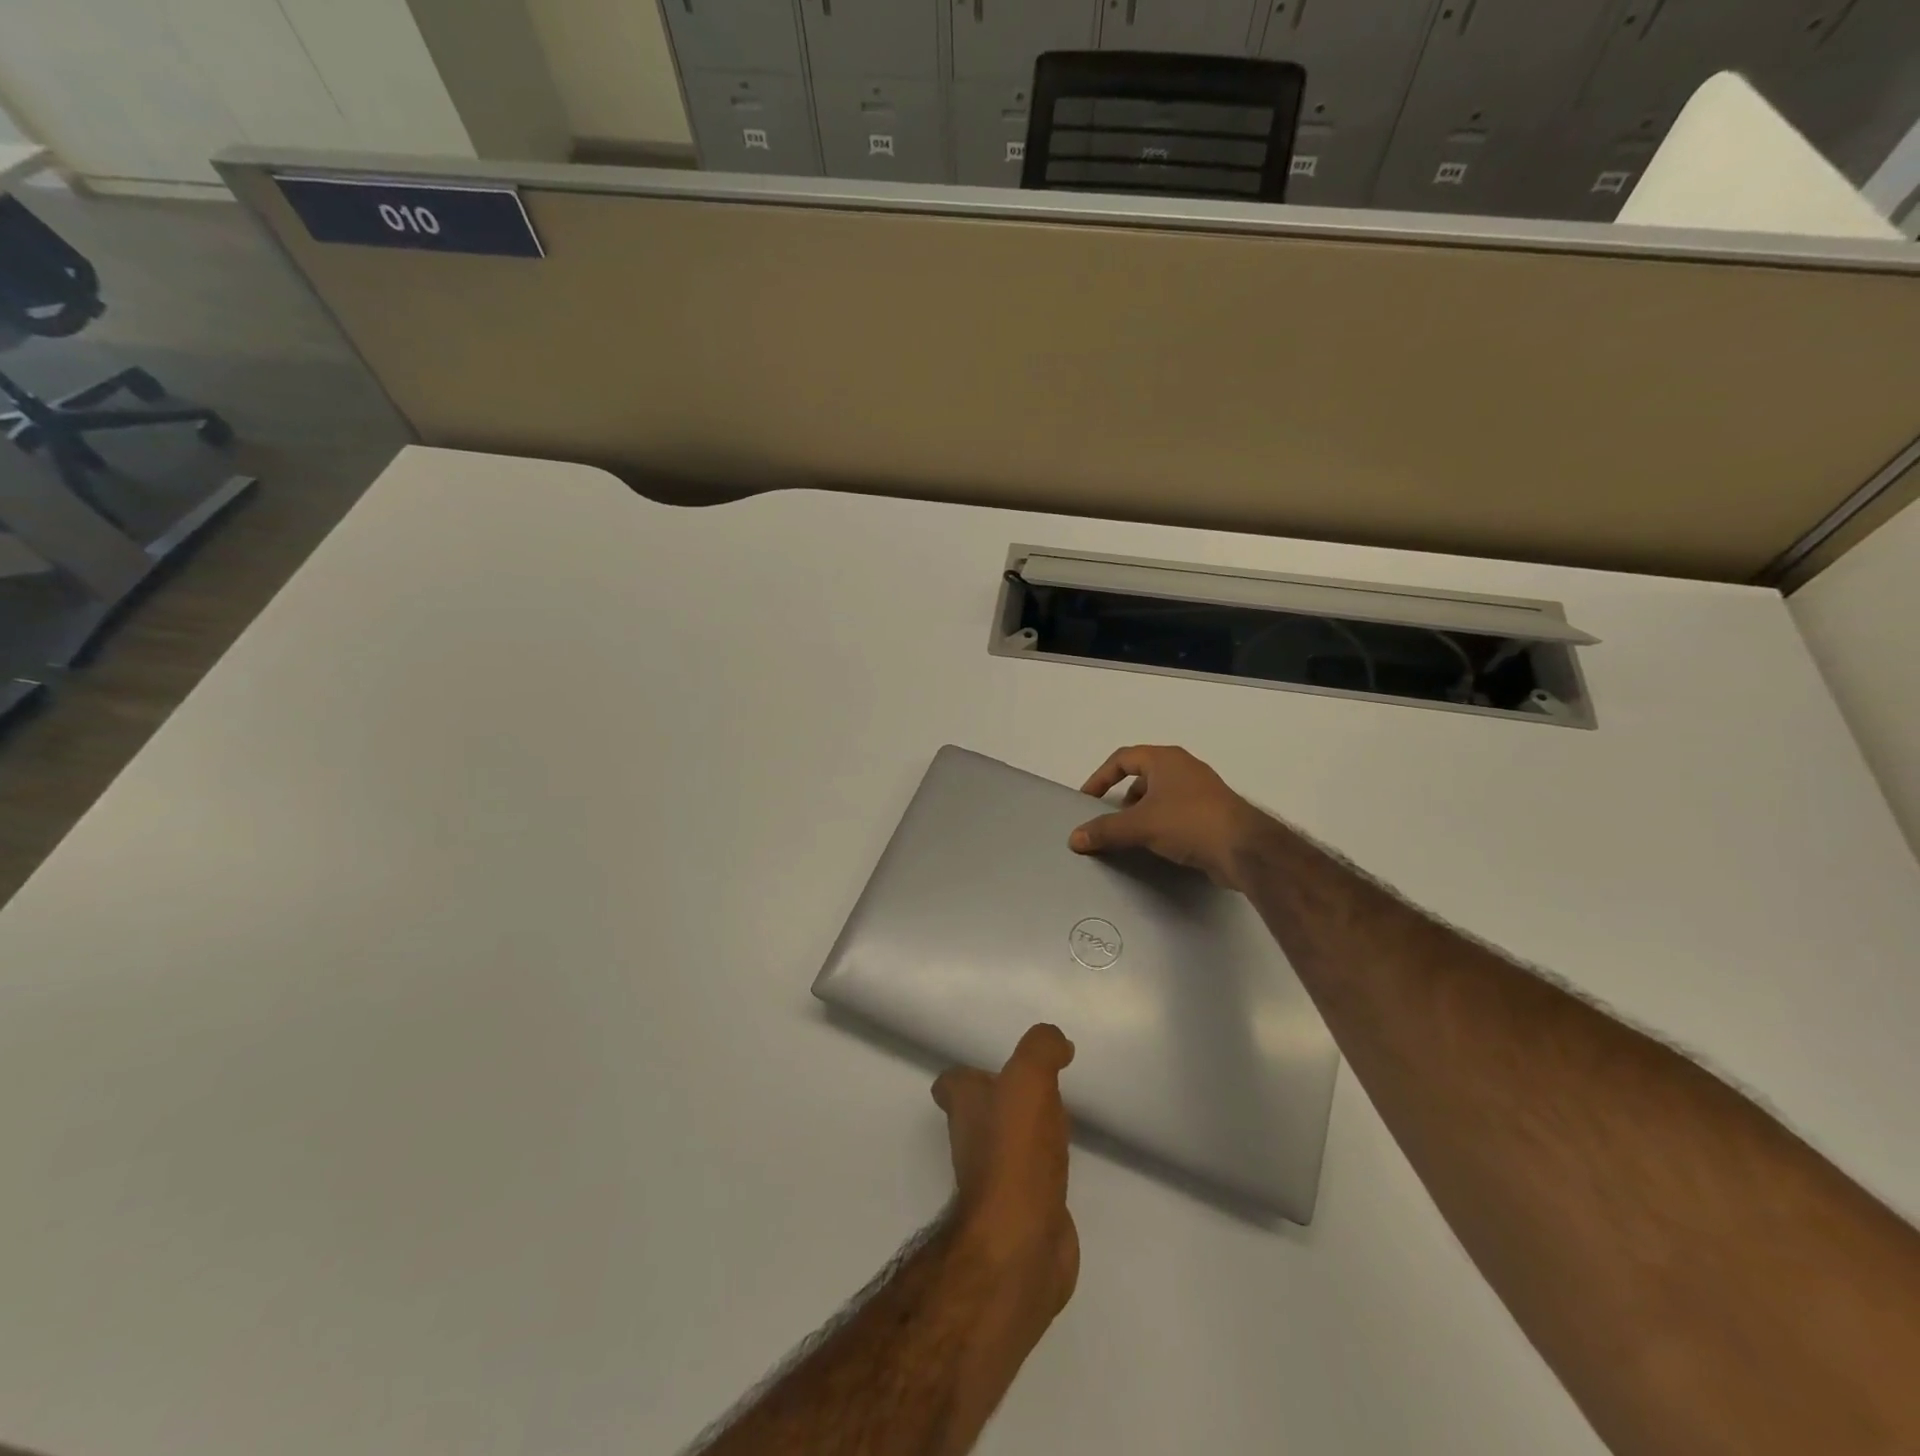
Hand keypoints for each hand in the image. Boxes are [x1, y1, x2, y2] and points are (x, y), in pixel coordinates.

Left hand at [932, 1024, 1078, 1318]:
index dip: (969, 1073)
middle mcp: (972, 1140)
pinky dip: (1044, 1169)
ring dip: (1026, 1133)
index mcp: (965, 1106)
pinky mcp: (1021, 1211)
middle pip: (980, 1113)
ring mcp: (995, 1180)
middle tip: (1036, 1090)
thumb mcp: (1029, 1079)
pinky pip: (1031, 1179)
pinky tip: (1065, 1163)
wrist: (1020, 1242)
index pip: (953, 1082)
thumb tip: (1057, 1042)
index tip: (997, 1068)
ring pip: (1006, 1145)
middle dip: (1003, 1100)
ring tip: (1056, 1120)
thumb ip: (1041, 1048)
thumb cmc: (1015, 1152)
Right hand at [1068, 745, 1270, 890]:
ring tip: (1131, 834)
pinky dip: (1161, 822)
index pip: (1123, 759)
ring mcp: (1201, 790)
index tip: (1087, 799)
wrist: (1245, 849)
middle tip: (1110, 818)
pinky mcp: (1212, 813)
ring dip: (1142, 811)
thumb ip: (1105, 831)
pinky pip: (1176, 811)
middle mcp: (1184, 768)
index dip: (1100, 777)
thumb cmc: (1189, 823)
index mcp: (1166, 759)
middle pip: (1142, 775)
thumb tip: (1074, 838)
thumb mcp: (1140, 825)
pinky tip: (1157, 844)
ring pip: (1161, 794)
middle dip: (1122, 796)